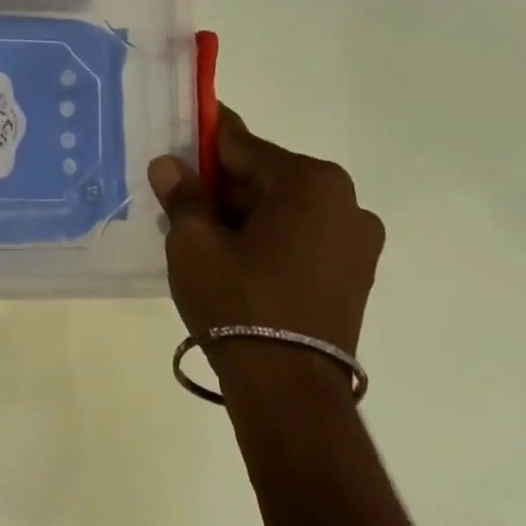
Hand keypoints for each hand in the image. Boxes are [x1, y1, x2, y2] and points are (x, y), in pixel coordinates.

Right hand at [148, 106, 384, 354]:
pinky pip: (299, 237)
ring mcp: (356, 240)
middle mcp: (345, 201)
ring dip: (241, 214)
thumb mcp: (193, 243)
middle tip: (175, 199)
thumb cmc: (238, 302)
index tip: (175, 137)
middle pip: (264, 177)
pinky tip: (232, 260)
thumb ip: (182, 195)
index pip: (240, 144)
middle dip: (218, 185)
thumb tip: (169, 164)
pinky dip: (265, 238)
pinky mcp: (354, 273)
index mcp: (309, 182)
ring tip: (197, 236)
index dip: (201, 140)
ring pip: (282, 209)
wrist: (288, 388)